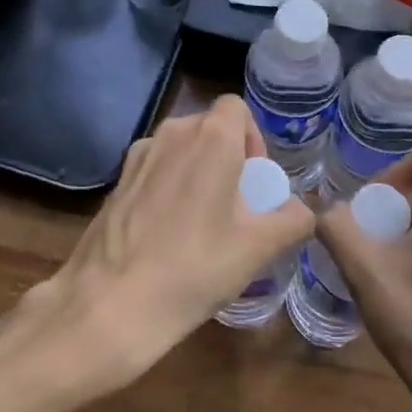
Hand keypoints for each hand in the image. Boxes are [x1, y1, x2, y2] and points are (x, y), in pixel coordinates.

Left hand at [30, 94, 312, 393]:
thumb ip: (292, 220)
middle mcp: (172, 134)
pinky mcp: (116, 182)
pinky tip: (168, 234)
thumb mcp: (258, 248)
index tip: (254, 181)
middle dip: (228, 157)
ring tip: (203, 222)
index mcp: (210, 138)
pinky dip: (169, 187)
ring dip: (197, 171)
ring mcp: (138, 156)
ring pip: (180, 149)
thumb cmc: (194, 268)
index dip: (253, 138)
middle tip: (236, 206)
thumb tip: (302, 210)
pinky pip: (155, 170)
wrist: (109, 304)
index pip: (236, 107)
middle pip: (209, 128)